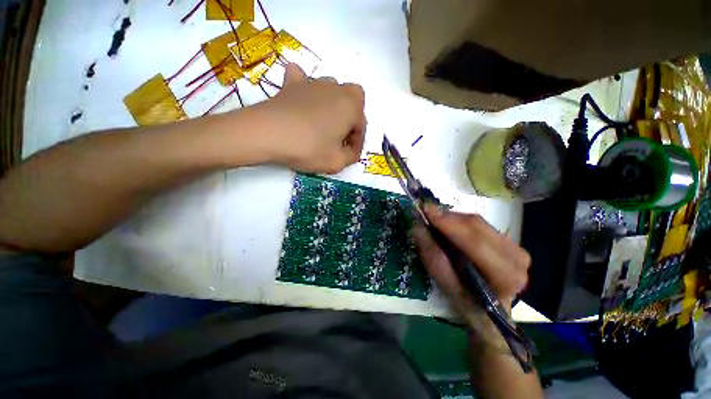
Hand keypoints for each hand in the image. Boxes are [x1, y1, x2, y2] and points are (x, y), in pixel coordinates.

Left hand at [261, 64, 365, 173]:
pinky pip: (302, 79)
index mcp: (351, 107)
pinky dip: (305, 88)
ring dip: (333, 105)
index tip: (349, 155)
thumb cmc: (309, 148)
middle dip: (352, 117)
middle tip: (342, 135)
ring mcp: (313, 83)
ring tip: (324, 124)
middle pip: (353, 100)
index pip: (361, 126)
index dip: (357, 143)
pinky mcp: (292, 85)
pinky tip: (302, 99)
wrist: (268, 134)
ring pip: (332, 89)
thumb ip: (351, 156)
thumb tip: (351, 150)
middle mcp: (336, 89)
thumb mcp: (337, 162)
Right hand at [411, 204, 530, 318]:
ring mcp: (516, 248)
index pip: (473, 241)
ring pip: (478, 222)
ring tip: (435, 221)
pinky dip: (461, 222)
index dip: (448, 223)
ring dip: (453, 219)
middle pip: (476, 225)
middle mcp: (516, 258)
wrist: (493, 312)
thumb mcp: (447, 287)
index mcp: (504, 275)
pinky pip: (480, 224)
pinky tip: (450, 227)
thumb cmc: (469, 304)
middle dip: (448, 217)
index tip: (426, 210)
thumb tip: (417, 228)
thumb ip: (433, 258)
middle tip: (426, 212)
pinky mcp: (510, 242)